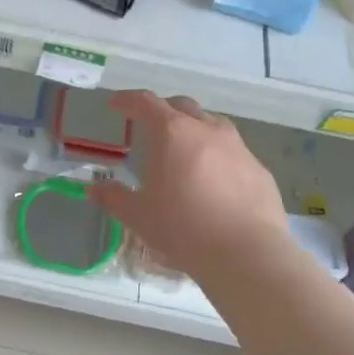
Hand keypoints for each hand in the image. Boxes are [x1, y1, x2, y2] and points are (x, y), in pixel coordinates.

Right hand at [88, 91, 289, 278]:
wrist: (246, 253)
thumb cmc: (183, 228)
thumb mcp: (138, 216)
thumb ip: (114, 198)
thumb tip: (94, 189)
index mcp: (172, 133)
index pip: (145, 103)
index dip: (128, 100)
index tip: (116, 104)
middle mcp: (207, 130)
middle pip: (182, 106)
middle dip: (163, 110)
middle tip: (150, 126)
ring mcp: (239, 148)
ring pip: (212, 125)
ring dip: (194, 130)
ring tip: (184, 152)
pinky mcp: (259, 169)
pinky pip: (233, 153)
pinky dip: (218, 157)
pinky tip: (213, 182)